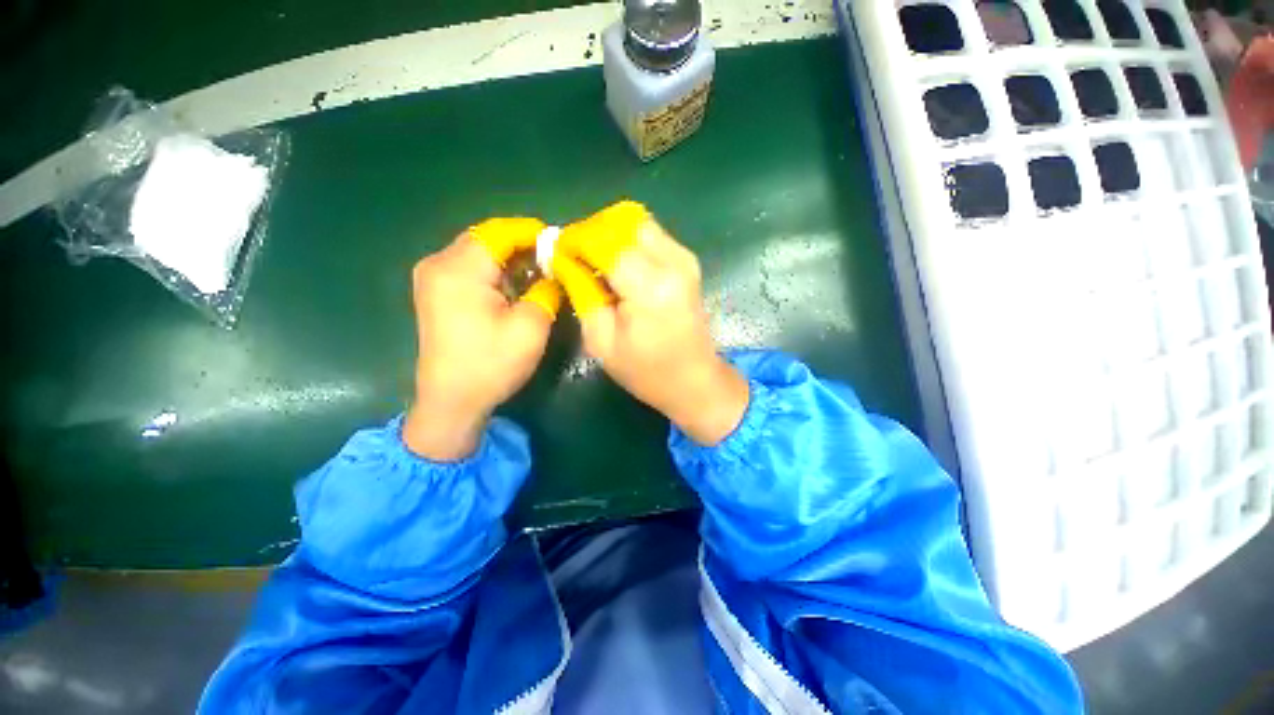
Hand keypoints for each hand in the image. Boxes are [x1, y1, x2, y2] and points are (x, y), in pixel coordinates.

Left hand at [403, 220, 561, 460]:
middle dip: (522, 244)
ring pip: (478, 251)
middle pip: (486, 238)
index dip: (533, 232)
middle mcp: (438, 264)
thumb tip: (554, 272)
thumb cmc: (491, 364)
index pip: (500, 232)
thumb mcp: (531, 326)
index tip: (561, 242)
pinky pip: (469, 267)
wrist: (451, 401)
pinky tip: (515, 284)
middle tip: (553, 258)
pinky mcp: (434, 292)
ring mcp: (432, 277)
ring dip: (509, 257)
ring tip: (539, 270)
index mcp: (459, 269)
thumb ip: (547, 290)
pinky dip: (495, 270)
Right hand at [553, 202, 748, 444]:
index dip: (574, 240)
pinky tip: (617, 265)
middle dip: (592, 231)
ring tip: (592, 259)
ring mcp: (685, 259)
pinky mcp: (688, 262)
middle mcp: (672, 262)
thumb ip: (581, 292)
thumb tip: (563, 259)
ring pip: (638, 223)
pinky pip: (652, 235)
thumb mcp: (602, 340)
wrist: (694, 381)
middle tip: (573, 254)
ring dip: (610, 233)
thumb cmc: (646, 371)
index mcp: (650, 286)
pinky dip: (628, 241)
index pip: (604, 242)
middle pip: (623, 222)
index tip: (554, 251)